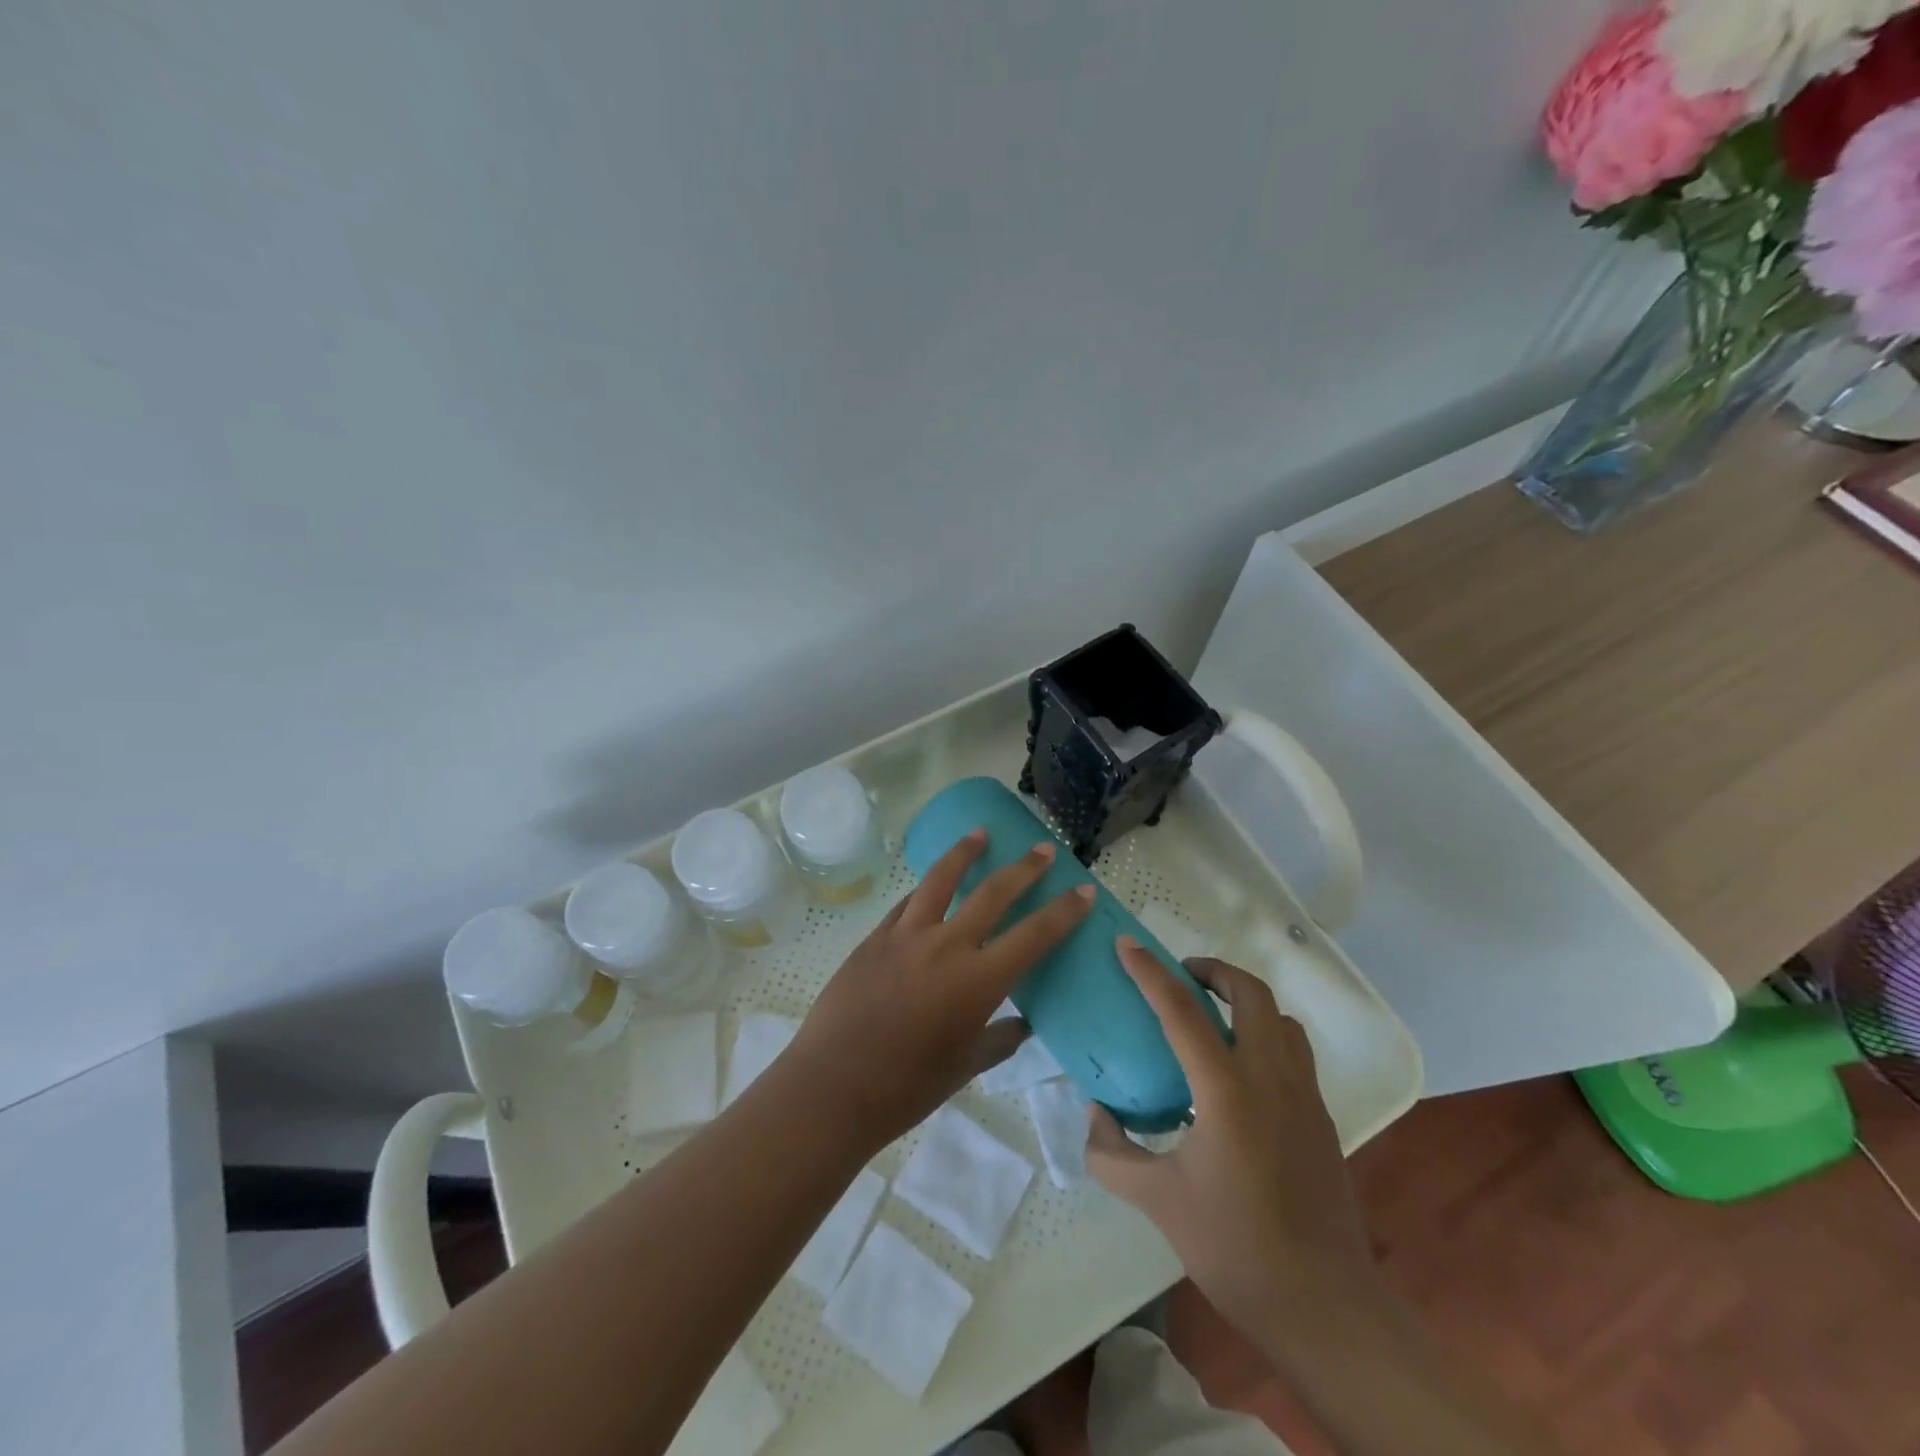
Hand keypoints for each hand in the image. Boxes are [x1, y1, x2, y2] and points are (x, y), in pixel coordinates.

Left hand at [786, 830, 1094, 1148]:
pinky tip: (930, 884)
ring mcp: (906, 935)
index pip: (1034, 935)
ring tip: (980, 833)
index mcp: (977, 981)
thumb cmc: (906, 1087)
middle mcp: (946, 946)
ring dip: (965, 853)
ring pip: (941, 879)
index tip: (1083, 890)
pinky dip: (925, 890)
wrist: (832, 1087)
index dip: (1064, 911)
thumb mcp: (964, 1066)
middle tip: (1043, 849)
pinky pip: (907, 903)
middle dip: (1024, 868)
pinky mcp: (875, 937)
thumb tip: (1021, 1024)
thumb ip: (999, 1040)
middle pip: (993, 893)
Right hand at [1086, 939, 1378, 1334]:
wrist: (1324, 1308)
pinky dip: (1265, 1036)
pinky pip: (1294, 1052)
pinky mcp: (1322, 1118)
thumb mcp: (1158, 1201)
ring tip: (1212, 1017)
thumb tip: (1095, 1113)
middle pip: (1250, 993)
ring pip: (1280, 1019)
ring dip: (1245, 1002)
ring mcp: (1305, 1096)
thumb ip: (1112, 1153)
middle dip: (1214, 971)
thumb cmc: (1234, 1248)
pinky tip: (1240, 1073)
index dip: (1150, 972)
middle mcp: (1271, 1078)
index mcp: (1226, 1090)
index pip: (1181, 1010)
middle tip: (1182, 976)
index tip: (1126, 945)